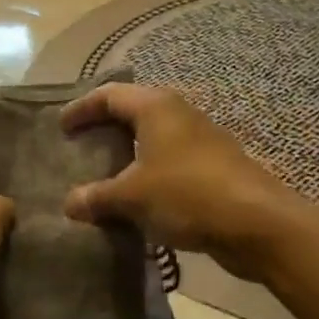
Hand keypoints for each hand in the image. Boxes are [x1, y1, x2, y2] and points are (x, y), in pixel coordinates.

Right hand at [62, 83, 304, 281]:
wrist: (258, 223)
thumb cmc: (187, 194)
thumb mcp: (132, 196)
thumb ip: (97, 197)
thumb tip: (69, 204)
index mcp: (155, 107)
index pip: (108, 95)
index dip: (82, 109)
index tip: (61, 128)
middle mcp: (178, 113)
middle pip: (132, 111)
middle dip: (105, 127)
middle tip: (80, 146)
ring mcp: (199, 139)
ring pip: (153, 137)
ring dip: (128, 152)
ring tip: (104, 173)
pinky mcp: (213, 166)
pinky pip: (169, 160)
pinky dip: (148, 171)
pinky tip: (137, 197)